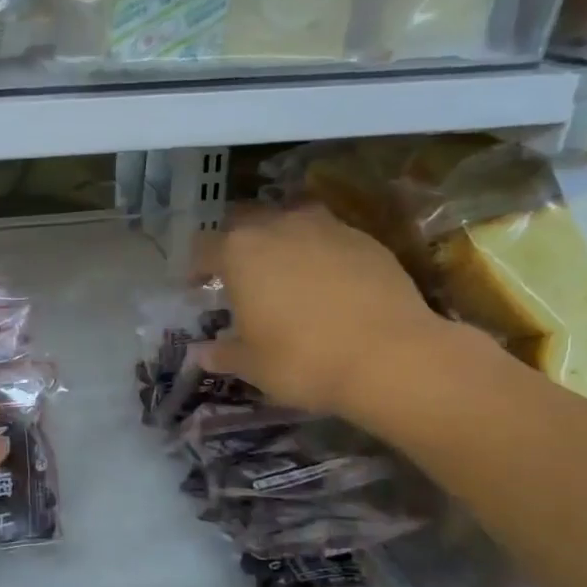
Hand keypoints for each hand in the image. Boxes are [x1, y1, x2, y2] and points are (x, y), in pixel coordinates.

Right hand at [200, 206, 459, 424]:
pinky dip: (320, 252)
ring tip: (285, 269)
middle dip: (237, 244)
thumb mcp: (252, 365)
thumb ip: (223, 353)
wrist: (389, 356)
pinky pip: (330, 236)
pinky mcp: (365, 238)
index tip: (198, 286)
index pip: (204, 247)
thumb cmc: (302, 360)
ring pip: (291, 220)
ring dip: (281, 239)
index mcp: (240, 252)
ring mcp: (326, 227)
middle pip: (246, 222)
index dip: (197, 267)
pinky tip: (328, 281)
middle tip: (240, 275)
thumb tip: (201, 353)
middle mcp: (279, 226)